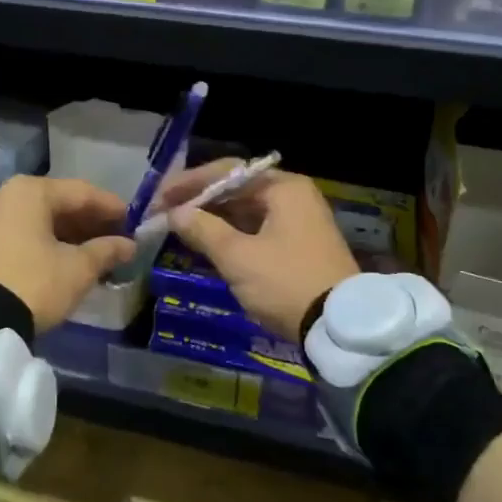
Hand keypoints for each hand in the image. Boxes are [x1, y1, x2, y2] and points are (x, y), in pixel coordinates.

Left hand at [0, 176, 135, 333]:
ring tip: (95, 253)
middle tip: (116, 240)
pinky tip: (64, 259)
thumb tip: (128, 245)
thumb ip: (106, 251)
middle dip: (89, 222)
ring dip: (68, 234)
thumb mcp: (77, 269)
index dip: (111, 207)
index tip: (133, 221)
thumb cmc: (34, 282)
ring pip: (39, 219)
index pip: (81, 192)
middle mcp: (6, 195)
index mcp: (30, 191)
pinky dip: (45, 242)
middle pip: (58, 203)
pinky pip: (21, 232)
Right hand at [155, 160, 358, 340]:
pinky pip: (255, 229)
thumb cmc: (287, 282)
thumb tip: (175, 213)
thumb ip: (202, 229)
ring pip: (244, 211)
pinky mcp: (298, 246)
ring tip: (177, 228)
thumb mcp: (239, 257)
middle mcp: (293, 196)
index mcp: (282, 187)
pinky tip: (205, 244)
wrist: (341, 329)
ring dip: (212, 219)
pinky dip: (229, 235)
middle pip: (235, 189)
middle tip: (164, 213)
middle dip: (198, 201)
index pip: (226, 172)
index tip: (159, 198)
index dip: (189, 183)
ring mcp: (298, 221)